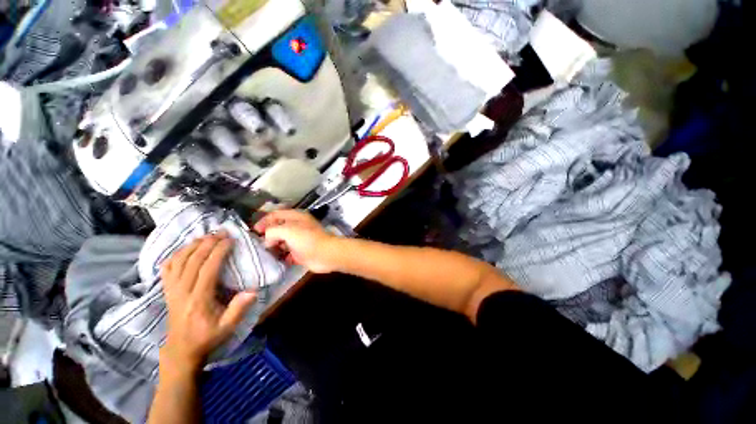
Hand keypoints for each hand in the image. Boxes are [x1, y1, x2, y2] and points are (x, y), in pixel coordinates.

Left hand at [160, 233, 256, 374]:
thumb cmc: (207, 337)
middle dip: (208, 243)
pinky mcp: (167, 290)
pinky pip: (168, 267)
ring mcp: (171, 290)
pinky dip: (177, 254)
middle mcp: (182, 291)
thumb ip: (239, 309)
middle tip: (222, 232)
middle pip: (192, 261)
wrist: (181, 349)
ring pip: (178, 261)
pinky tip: (187, 248)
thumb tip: (253, 290)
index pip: (207, 269)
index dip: (218, 251)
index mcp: (199, 299)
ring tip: (207, 236)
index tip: (230, 240)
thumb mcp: (227, 327)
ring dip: (193, 245)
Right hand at [253, 209, 339, 272]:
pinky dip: (281, 256)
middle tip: (258, 242)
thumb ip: (272, 231)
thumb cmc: (307, 239)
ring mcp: (300, 240)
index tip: (255, 231)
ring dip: (274, 246)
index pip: (276, 214)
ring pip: (282, 241)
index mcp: (296, 217)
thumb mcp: (287, 230)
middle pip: (279, 228)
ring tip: (264, 252)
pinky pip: (287, 253)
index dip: (264, 220)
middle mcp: (298, 227)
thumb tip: (267, 241)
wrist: (325, 254)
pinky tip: (275, 260)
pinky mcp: (301, 252)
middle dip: (268, 234)